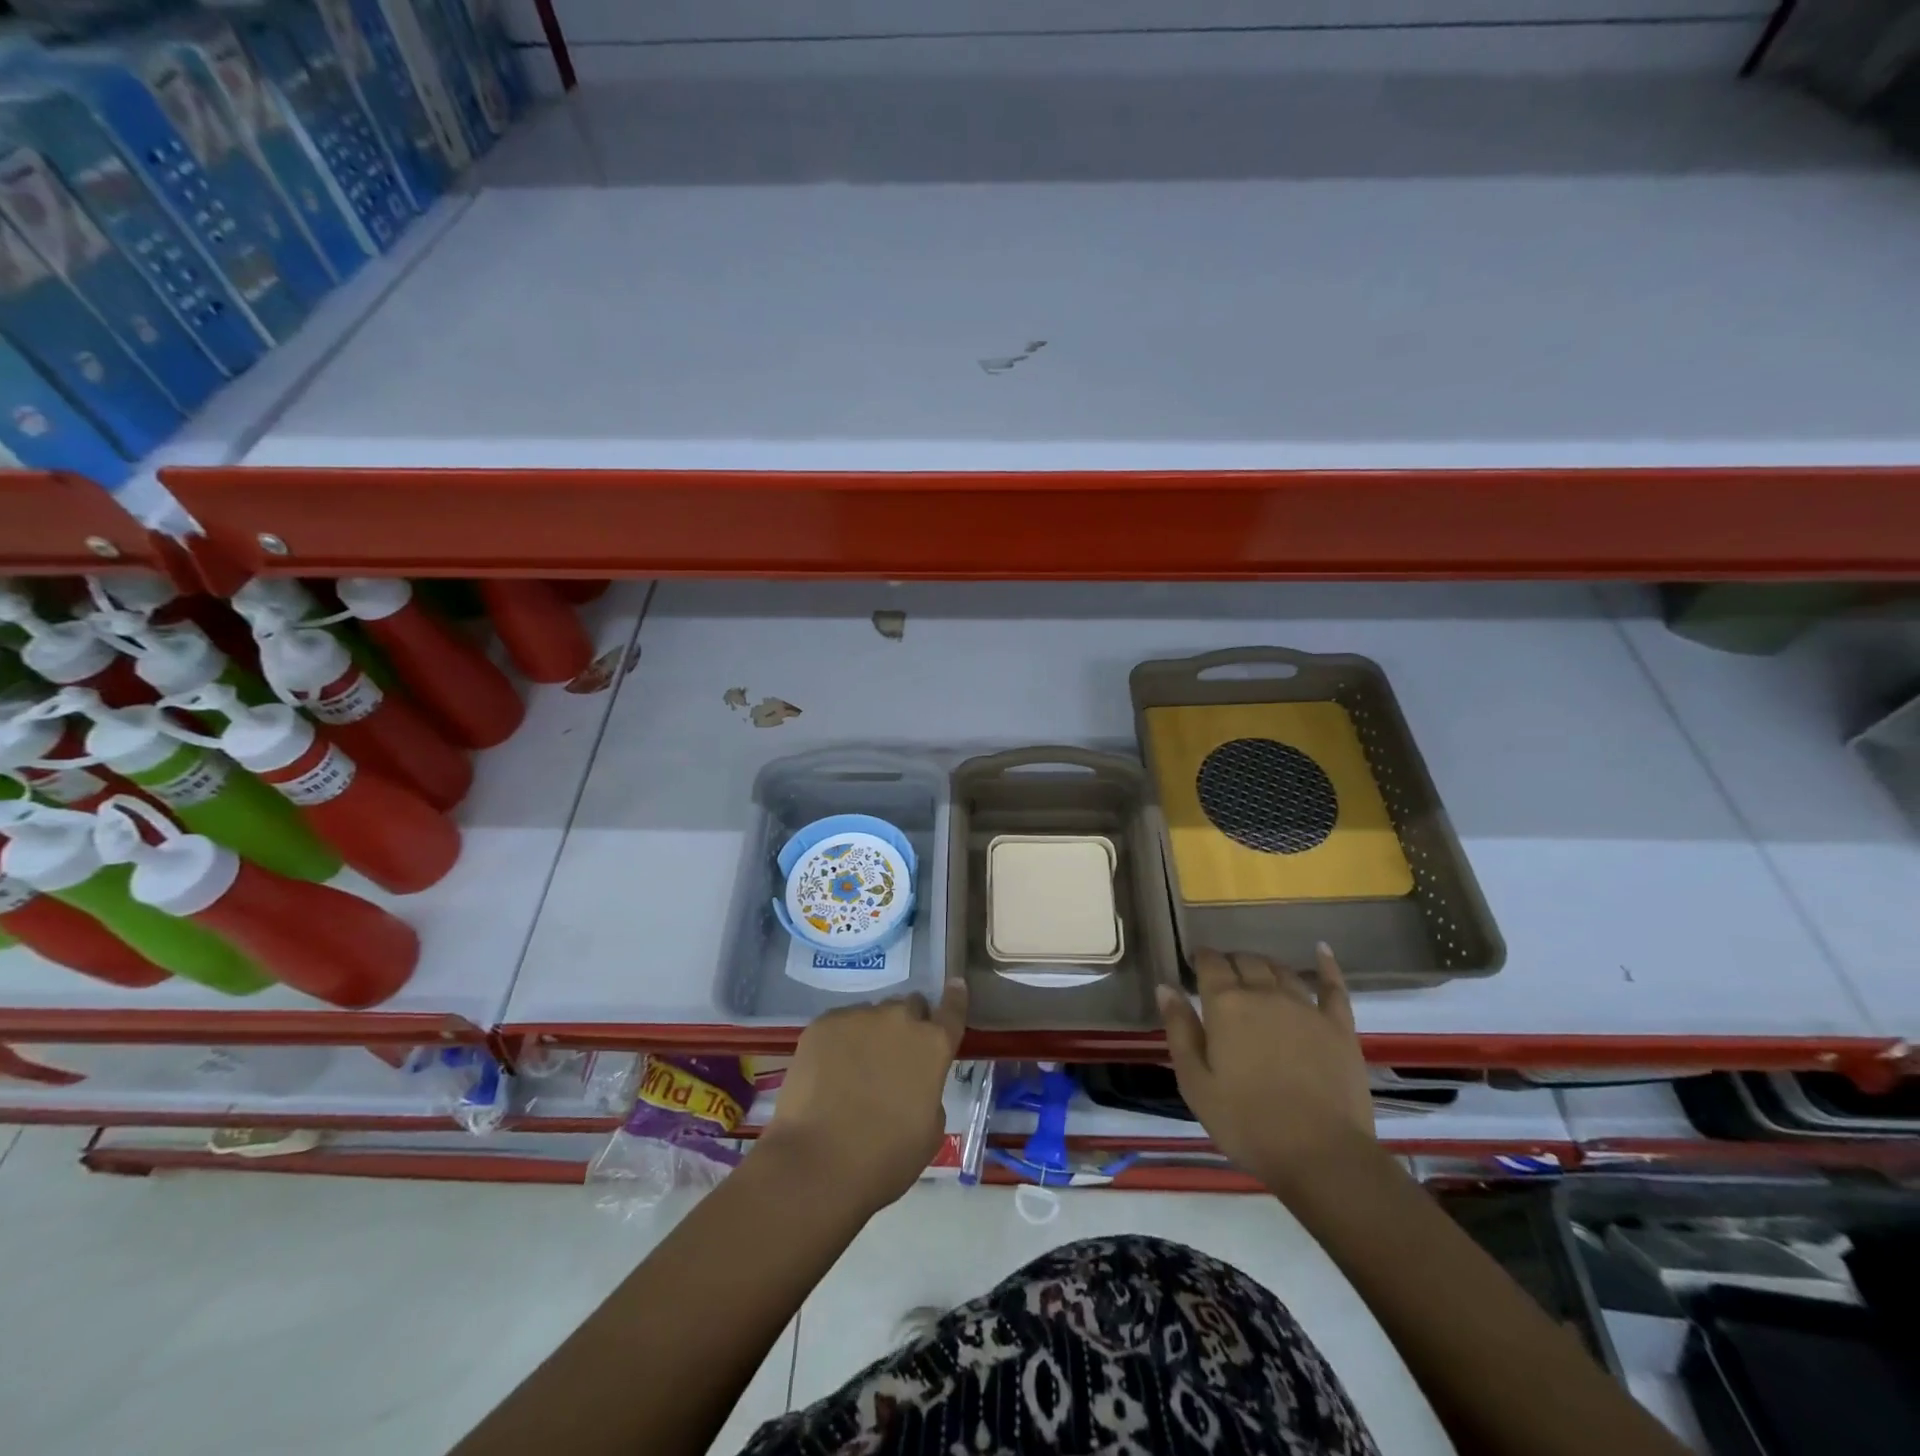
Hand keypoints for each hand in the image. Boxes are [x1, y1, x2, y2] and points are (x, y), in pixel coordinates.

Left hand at [756, 980, 967, 1215]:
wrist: (817, 1162)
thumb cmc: (885, 1158)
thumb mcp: (929, 1132)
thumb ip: (930, 1093)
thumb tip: (915, 1083)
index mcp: (933, 1045)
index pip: (952, 1009)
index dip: (955, 997)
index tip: (955, 985)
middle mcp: (899, 1019)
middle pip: (909, 1006)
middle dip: (907, 1024)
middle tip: (894, 1056)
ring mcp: (858, 1017)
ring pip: (872, 1014)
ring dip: (871, 1033)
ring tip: (854, 1069)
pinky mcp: (822, 1023)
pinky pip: (839, 1024)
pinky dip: (839, 1041)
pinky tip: (828, 1073)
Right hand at [1157, 945, 1375, 1191]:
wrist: (1321, 1155)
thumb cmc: (1246, 1122)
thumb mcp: (1195, 1082)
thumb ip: (1179, 1030)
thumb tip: (1165, 986)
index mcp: (1226, 1005)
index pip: (1210, 964)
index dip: (1200, 958)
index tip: (1193, 963)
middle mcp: (1265, 994)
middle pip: (1246, 961)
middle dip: (1231, 962)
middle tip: (1223, 976)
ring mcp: (1305, 1007)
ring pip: (1281, 970)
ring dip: (1265, 965)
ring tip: (1256, 972)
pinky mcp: (1338, 1026)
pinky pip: (1333, 986)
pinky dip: (1326, 965)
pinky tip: (1321, 949)